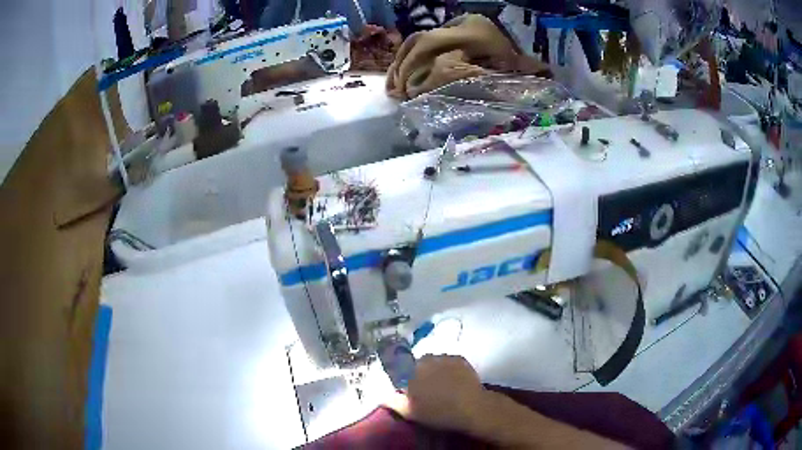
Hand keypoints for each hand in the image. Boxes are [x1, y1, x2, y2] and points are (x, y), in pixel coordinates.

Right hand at [384, 355, 487, 431]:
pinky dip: (449, 368)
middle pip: (417, 364)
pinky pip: (449, 361)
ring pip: (434, 361)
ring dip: (435, 369)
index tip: (409, 388)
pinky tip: (454, 380)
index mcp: (410, 372)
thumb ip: (393, 402)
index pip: (399, 368)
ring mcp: (443, 357)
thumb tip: (382, 396)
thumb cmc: (438, 412)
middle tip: (427, 389)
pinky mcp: (459, 359)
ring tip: (442, 384)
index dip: (403, 378)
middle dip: (419, 373)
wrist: (471, 407)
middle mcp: (425, 359)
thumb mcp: (410, 412)